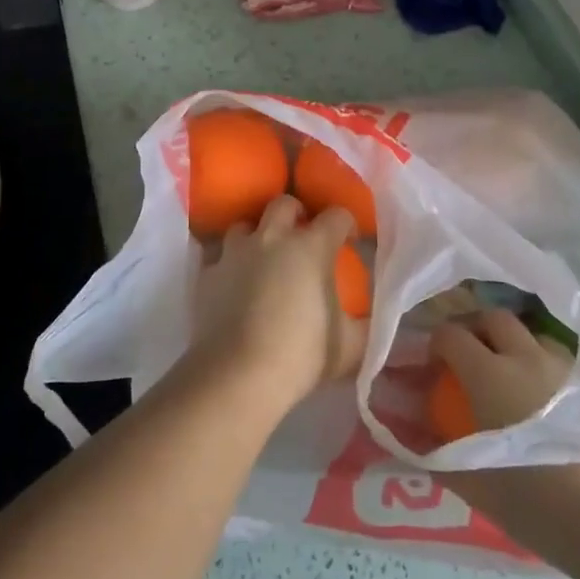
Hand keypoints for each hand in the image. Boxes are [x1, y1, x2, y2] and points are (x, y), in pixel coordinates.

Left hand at [192, 196, 365, 412]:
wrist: (239, 374)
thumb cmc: (301, 355)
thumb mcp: (349, 346)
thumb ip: (365, 325)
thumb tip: (371, 318)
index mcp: (311, 247)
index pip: (336, 216)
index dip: (346, 224)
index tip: (349, 241)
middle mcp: (272, 237)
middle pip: (285, 204)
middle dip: (296, 214)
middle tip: (302, 238)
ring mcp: (235, 252)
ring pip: (245, 225)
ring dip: (257, 235)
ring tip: (262, 258)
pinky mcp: (208, 273)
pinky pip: (220, 258)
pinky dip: (229, 266)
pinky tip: (233, 286)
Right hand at [431, 309, 579, 518]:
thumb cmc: (533, 500)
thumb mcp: (473, 483)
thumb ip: (436, 455)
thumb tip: (409, 437)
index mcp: (488, 374)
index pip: (451, 334)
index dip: (438, 344)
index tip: (436, 367)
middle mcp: (525, 357)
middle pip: (494, 318)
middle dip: (478, 330)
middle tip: (473, 358)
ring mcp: (564, 367)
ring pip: (534, 334)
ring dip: (517, 345)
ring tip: (516, 375)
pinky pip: (563, 359)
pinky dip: (548, 366)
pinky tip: (549, 394)